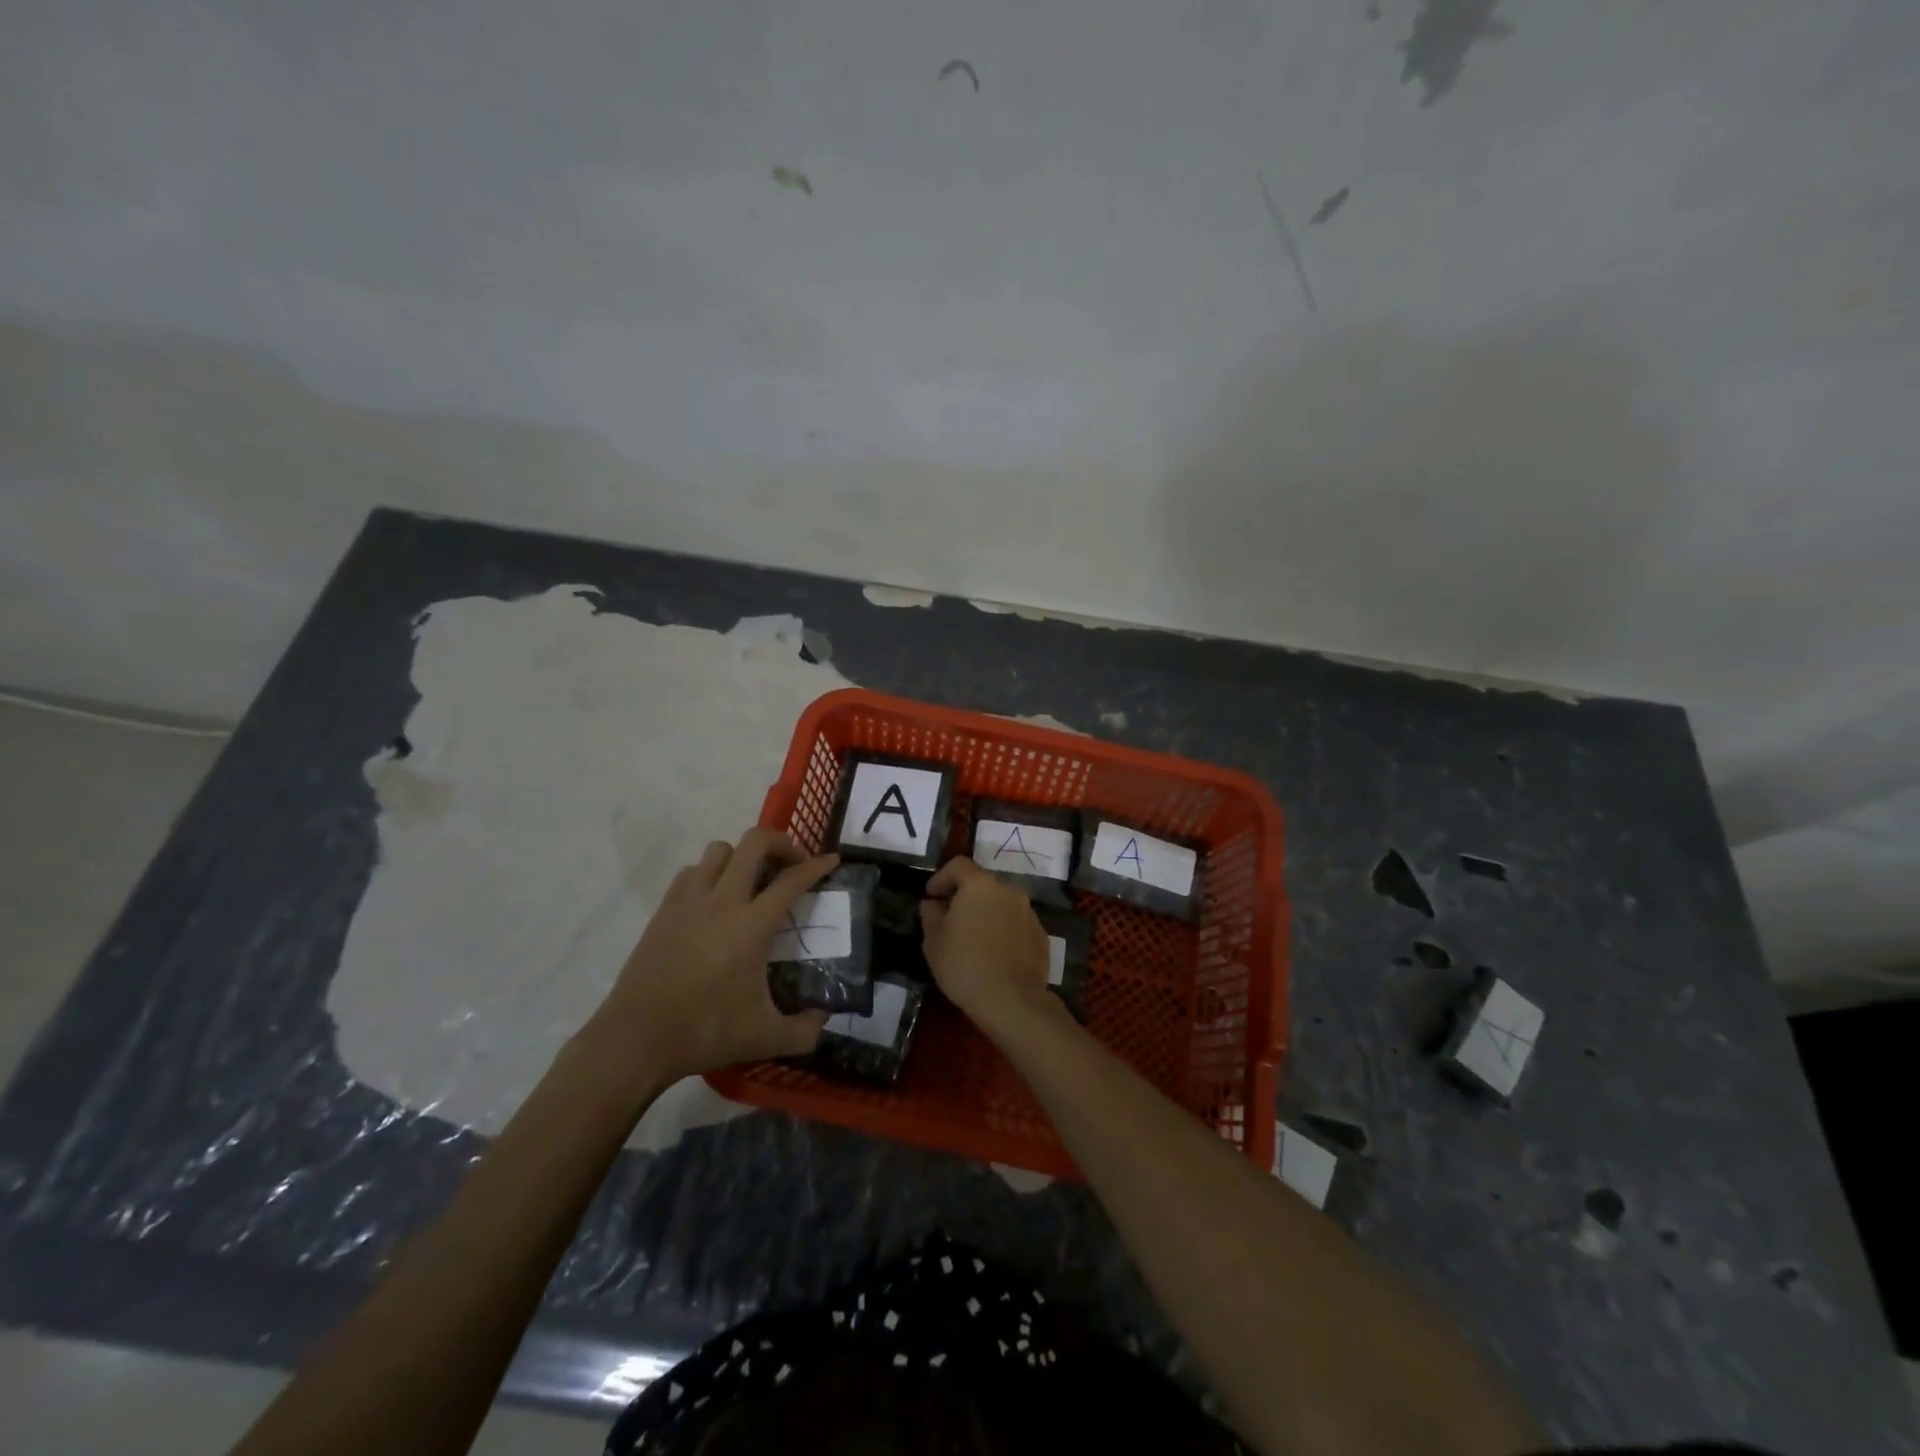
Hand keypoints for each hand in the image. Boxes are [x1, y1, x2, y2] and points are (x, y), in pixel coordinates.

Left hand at [585, 829, 839, 1083]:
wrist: (636, 1040)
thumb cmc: (705, 1032)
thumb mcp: (765, 1038)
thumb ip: (805, 1030)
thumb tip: (824, 1018)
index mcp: (751, 925)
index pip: (792, 881)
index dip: (817, 866)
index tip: (832, 860)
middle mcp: (722, 901)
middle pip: (754, 843)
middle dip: (781, 843)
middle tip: (792, 864)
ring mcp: (688, 902)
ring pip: (719, 850)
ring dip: (742, 856)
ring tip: (752, 879)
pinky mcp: (664, 911)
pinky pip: (691, 872)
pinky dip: (710, 873)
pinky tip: (715, 898)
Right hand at [919, 857, 1056, 1038]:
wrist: (1012, 1001)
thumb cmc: (964, 965)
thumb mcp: (934, 942)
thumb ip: (931, 915)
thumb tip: (933, 903)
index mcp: (980, 885)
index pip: (959, 865)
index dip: (941, 877)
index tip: (931, 895)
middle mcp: (1008, 890)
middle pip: (982, 884)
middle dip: (964, 896)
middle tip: (950, 918)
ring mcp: (1029, 912)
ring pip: (1001, 904)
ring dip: (986, 913)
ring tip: (973, 938)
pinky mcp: (1041, 934)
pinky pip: (1016, 923)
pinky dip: (1003, 930)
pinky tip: (994, 954)